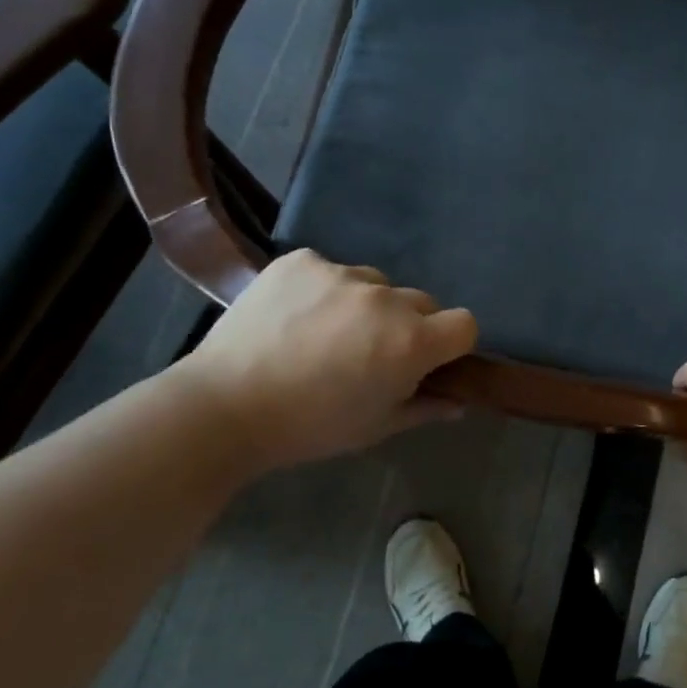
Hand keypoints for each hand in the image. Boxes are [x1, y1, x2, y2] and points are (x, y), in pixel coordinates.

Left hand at [174, 249, 477, 471]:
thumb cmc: (309, 427)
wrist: (222, 407)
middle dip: (408, 324)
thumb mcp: (375, 427)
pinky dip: (323, 289)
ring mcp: (341, 273)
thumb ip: (425, 408)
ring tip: (325, 333)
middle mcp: (385, 298)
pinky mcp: (302, 260)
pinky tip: (295, 316)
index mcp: (410, 341)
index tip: (428, 360)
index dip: (451, 343)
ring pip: (375, 284)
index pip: (464, 323)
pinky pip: (330, 269)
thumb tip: (459, 401)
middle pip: (421, 301)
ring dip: (366, 305)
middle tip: (370, 353)